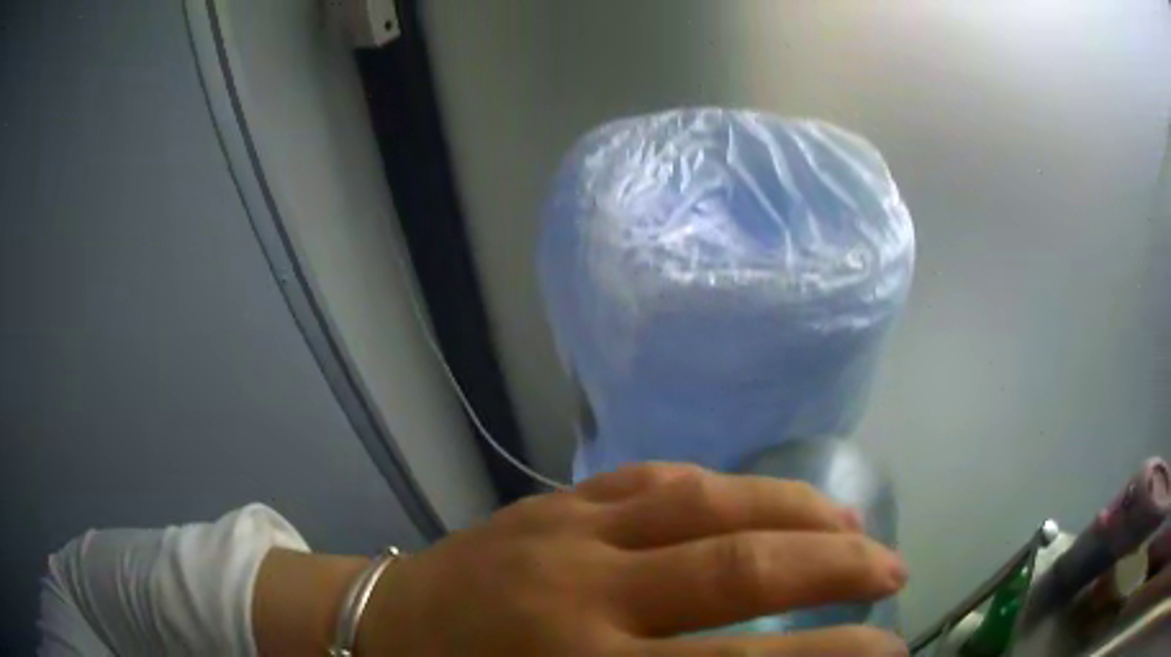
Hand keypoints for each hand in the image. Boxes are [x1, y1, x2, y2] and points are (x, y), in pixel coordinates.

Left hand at [358, 463, 908, 654]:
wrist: (382, 628)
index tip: (890, 649)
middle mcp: (586, 591)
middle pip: (739, 567)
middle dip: (836, 566)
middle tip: (894, 570)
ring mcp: (567, 530)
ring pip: (707, 501)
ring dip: (793, 510)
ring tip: (852, 522)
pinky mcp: (551, 500)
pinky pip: (655, 478)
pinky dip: (722, 487)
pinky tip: (757, 499)